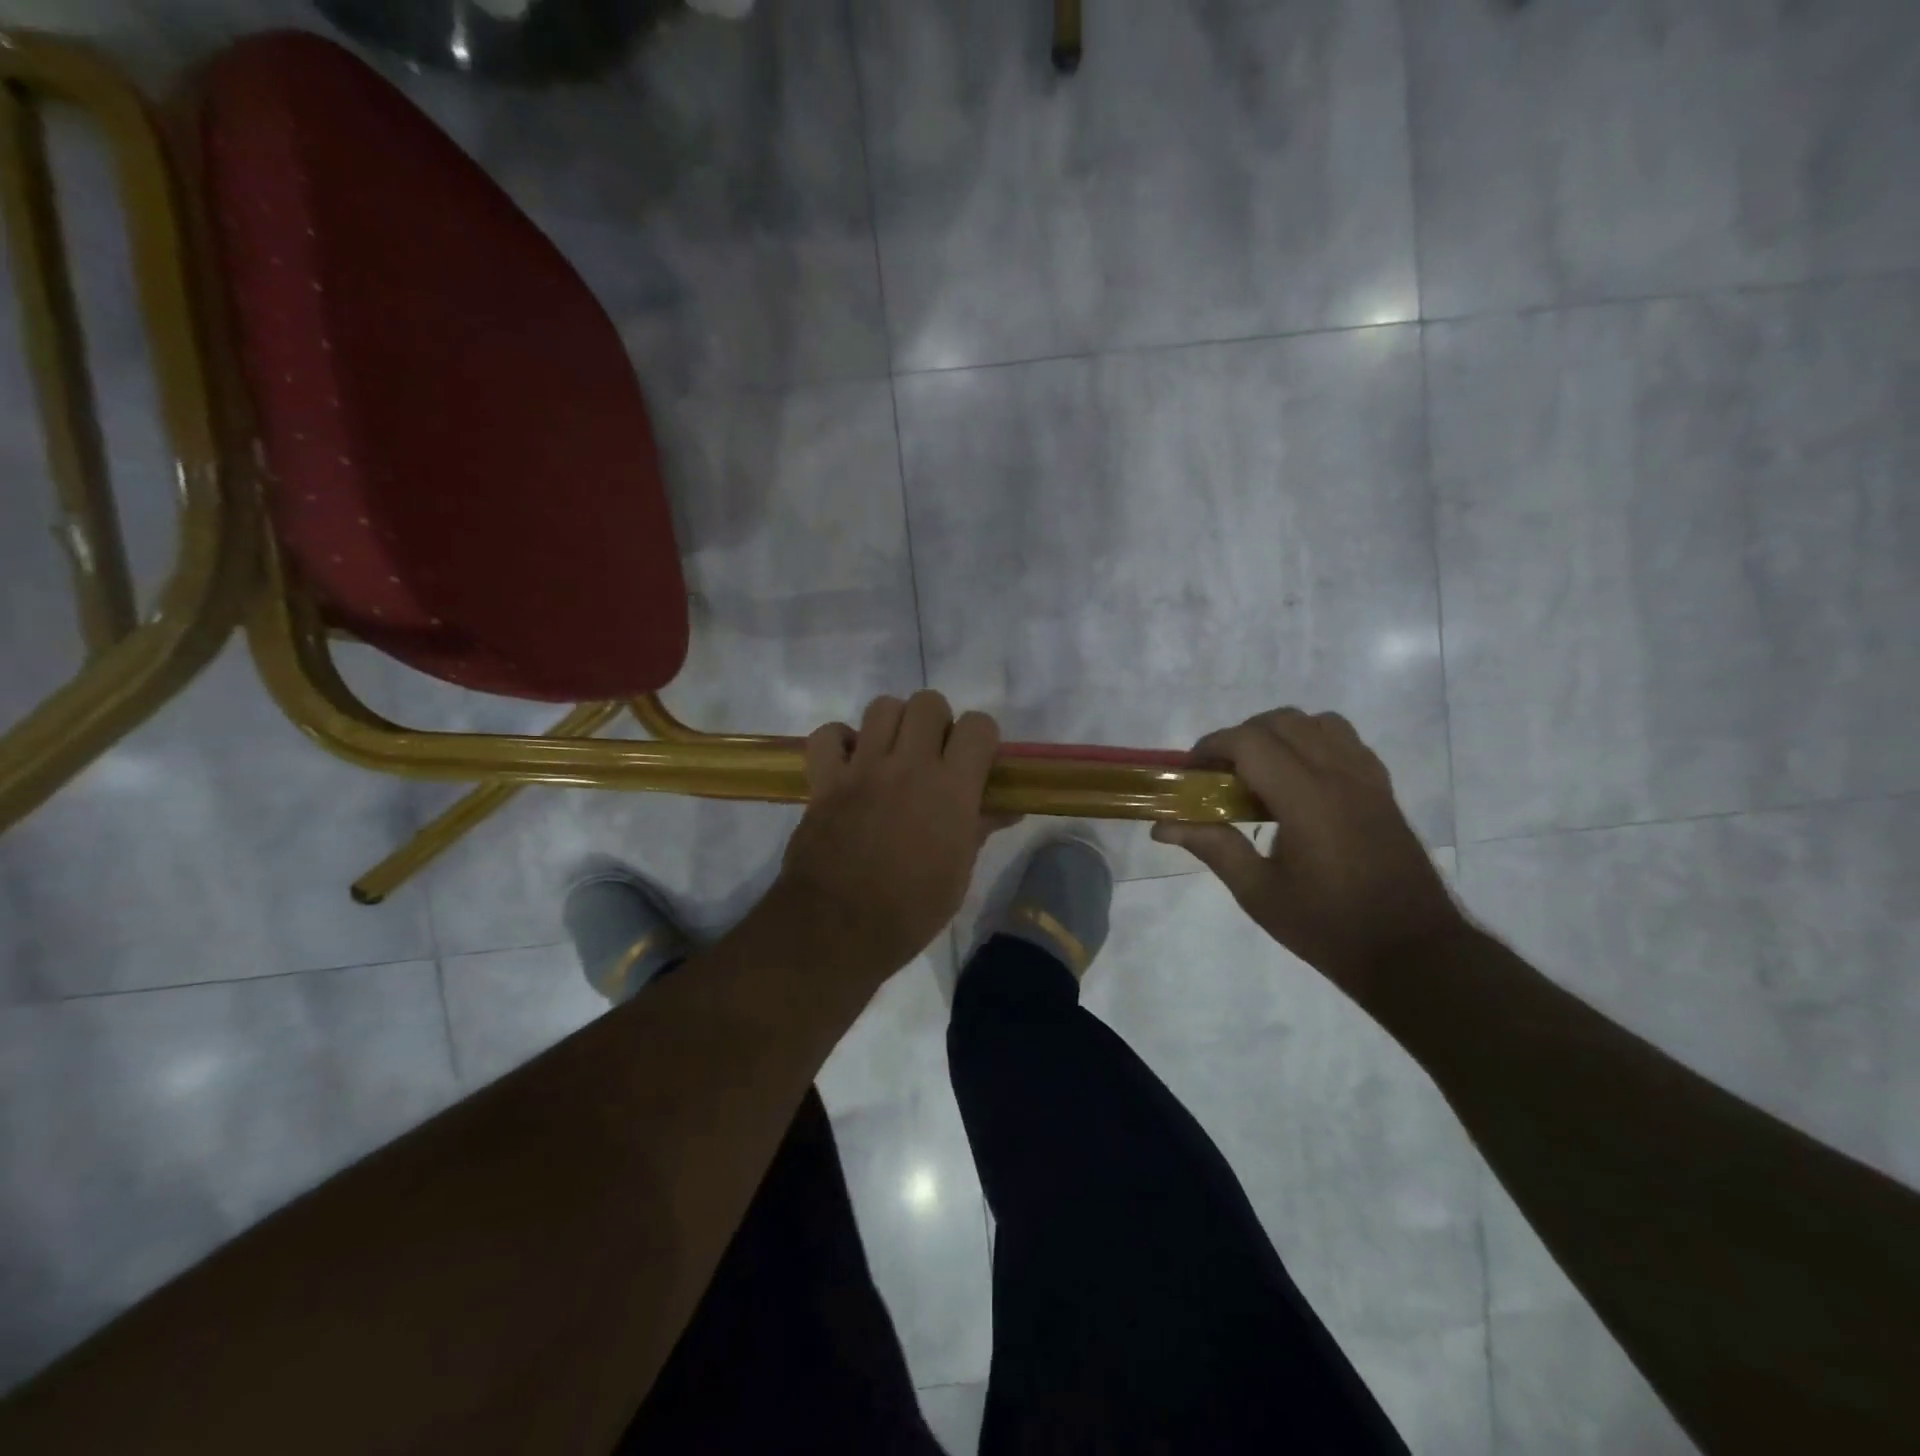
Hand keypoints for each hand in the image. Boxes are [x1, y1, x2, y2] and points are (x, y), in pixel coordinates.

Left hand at [779, 692, 1005, 980]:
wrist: (838, 929)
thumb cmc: (911, 910)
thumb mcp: (958, 872)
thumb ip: (980, 827)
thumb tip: (1007, 806)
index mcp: (952, 788)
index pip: (979, 725)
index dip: (981, 737)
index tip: (975, 760)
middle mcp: (909, 765)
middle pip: (929, 702)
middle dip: (935, 722)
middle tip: (932, 755)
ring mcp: (863, 768)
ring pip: (882, 706)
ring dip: (892, 724)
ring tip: (891, 754)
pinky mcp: (825, 780)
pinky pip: (827, 735)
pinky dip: (838, 742)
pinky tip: (848, 762)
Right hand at [1152, 708, 1465, 992]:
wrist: (1414, 953)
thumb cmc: (1328, 927)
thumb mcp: (1259, 893)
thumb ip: (1213, 847)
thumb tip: (1162, 826)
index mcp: (1307, 799)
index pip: (1250, 742)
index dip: (1212, 746)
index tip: (1192, 770)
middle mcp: (1339, 775)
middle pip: (1282, 722)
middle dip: (1240, 737)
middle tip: (1219, 774)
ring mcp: (1367, 779)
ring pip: (1317, 723)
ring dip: (1279, 734)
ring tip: (1260, 772)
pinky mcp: (1383, 789)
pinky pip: (1345, 741)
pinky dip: (1314, 742)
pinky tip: (1300, 782)